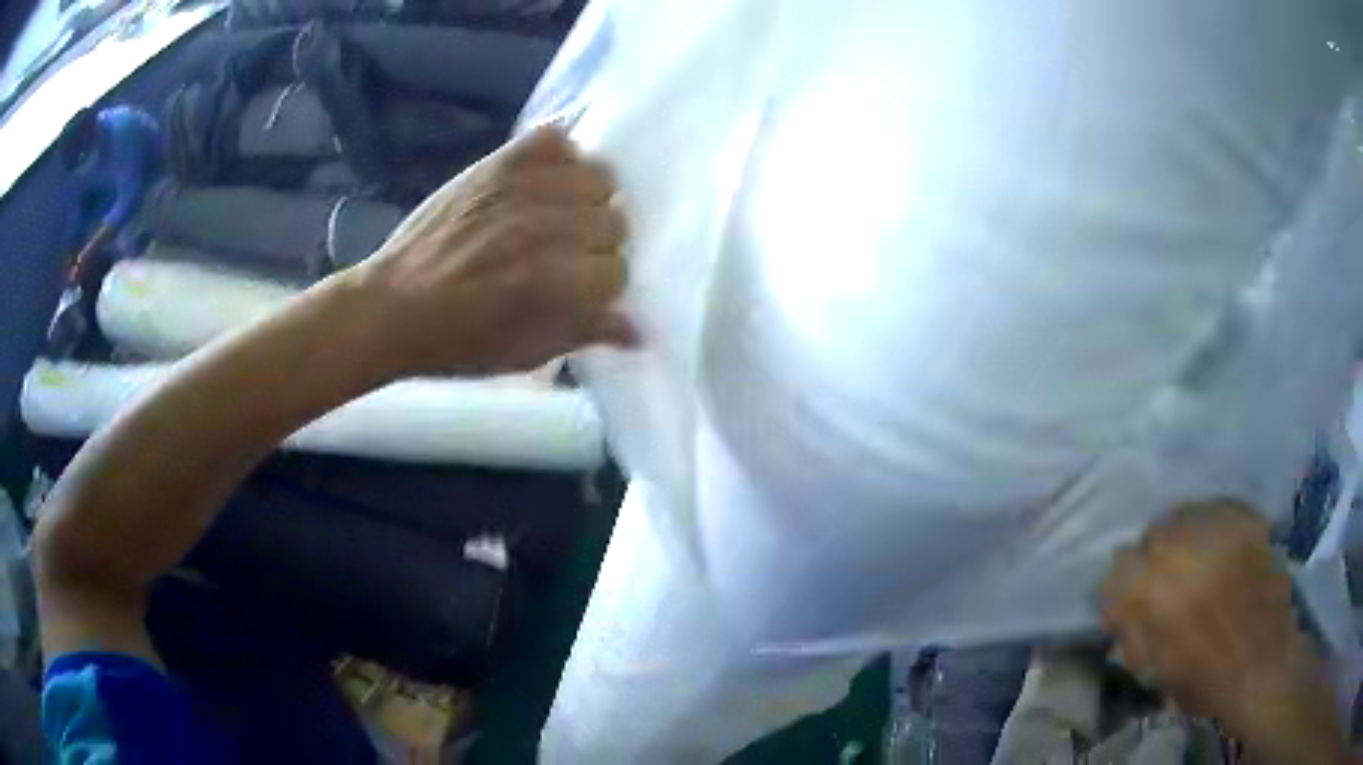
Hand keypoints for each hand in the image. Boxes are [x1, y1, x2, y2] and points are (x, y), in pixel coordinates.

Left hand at [346, 126, 635, 376]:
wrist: (392, 307)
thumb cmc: (457, 342)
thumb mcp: (525, 353)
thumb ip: (585, 333)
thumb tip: (639, 330)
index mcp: (557, 283)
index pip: (618, 270)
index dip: (601, 285)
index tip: (579, 291)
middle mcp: (548, 228)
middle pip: (615, 221)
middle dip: (597, 244)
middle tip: (567, 255)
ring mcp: (522, 188)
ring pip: (598, 176)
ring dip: (587, 198)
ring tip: (559, 214)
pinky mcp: (497, 163)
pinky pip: (554, 137)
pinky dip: (559, 155)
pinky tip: (543, 180)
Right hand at [1100, 501, 1352, 764]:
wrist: (1264, 665)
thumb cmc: (1206, 682)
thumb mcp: (1156, 671)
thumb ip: (1133, 634)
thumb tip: (1120, 610)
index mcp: (1158, 594)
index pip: (1120, 566)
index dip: (1121, 589)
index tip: (1130, 606)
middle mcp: (1187, 550)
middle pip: (1153, 532)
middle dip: (1152, 558)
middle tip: (1165, 583)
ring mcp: (1222, 529)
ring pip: (1185, 514)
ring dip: (1181, 539)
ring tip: (1194, 564)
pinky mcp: (1246, 520)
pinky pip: (1215, 509)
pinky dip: (1209, 527)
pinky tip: (1217, 552)